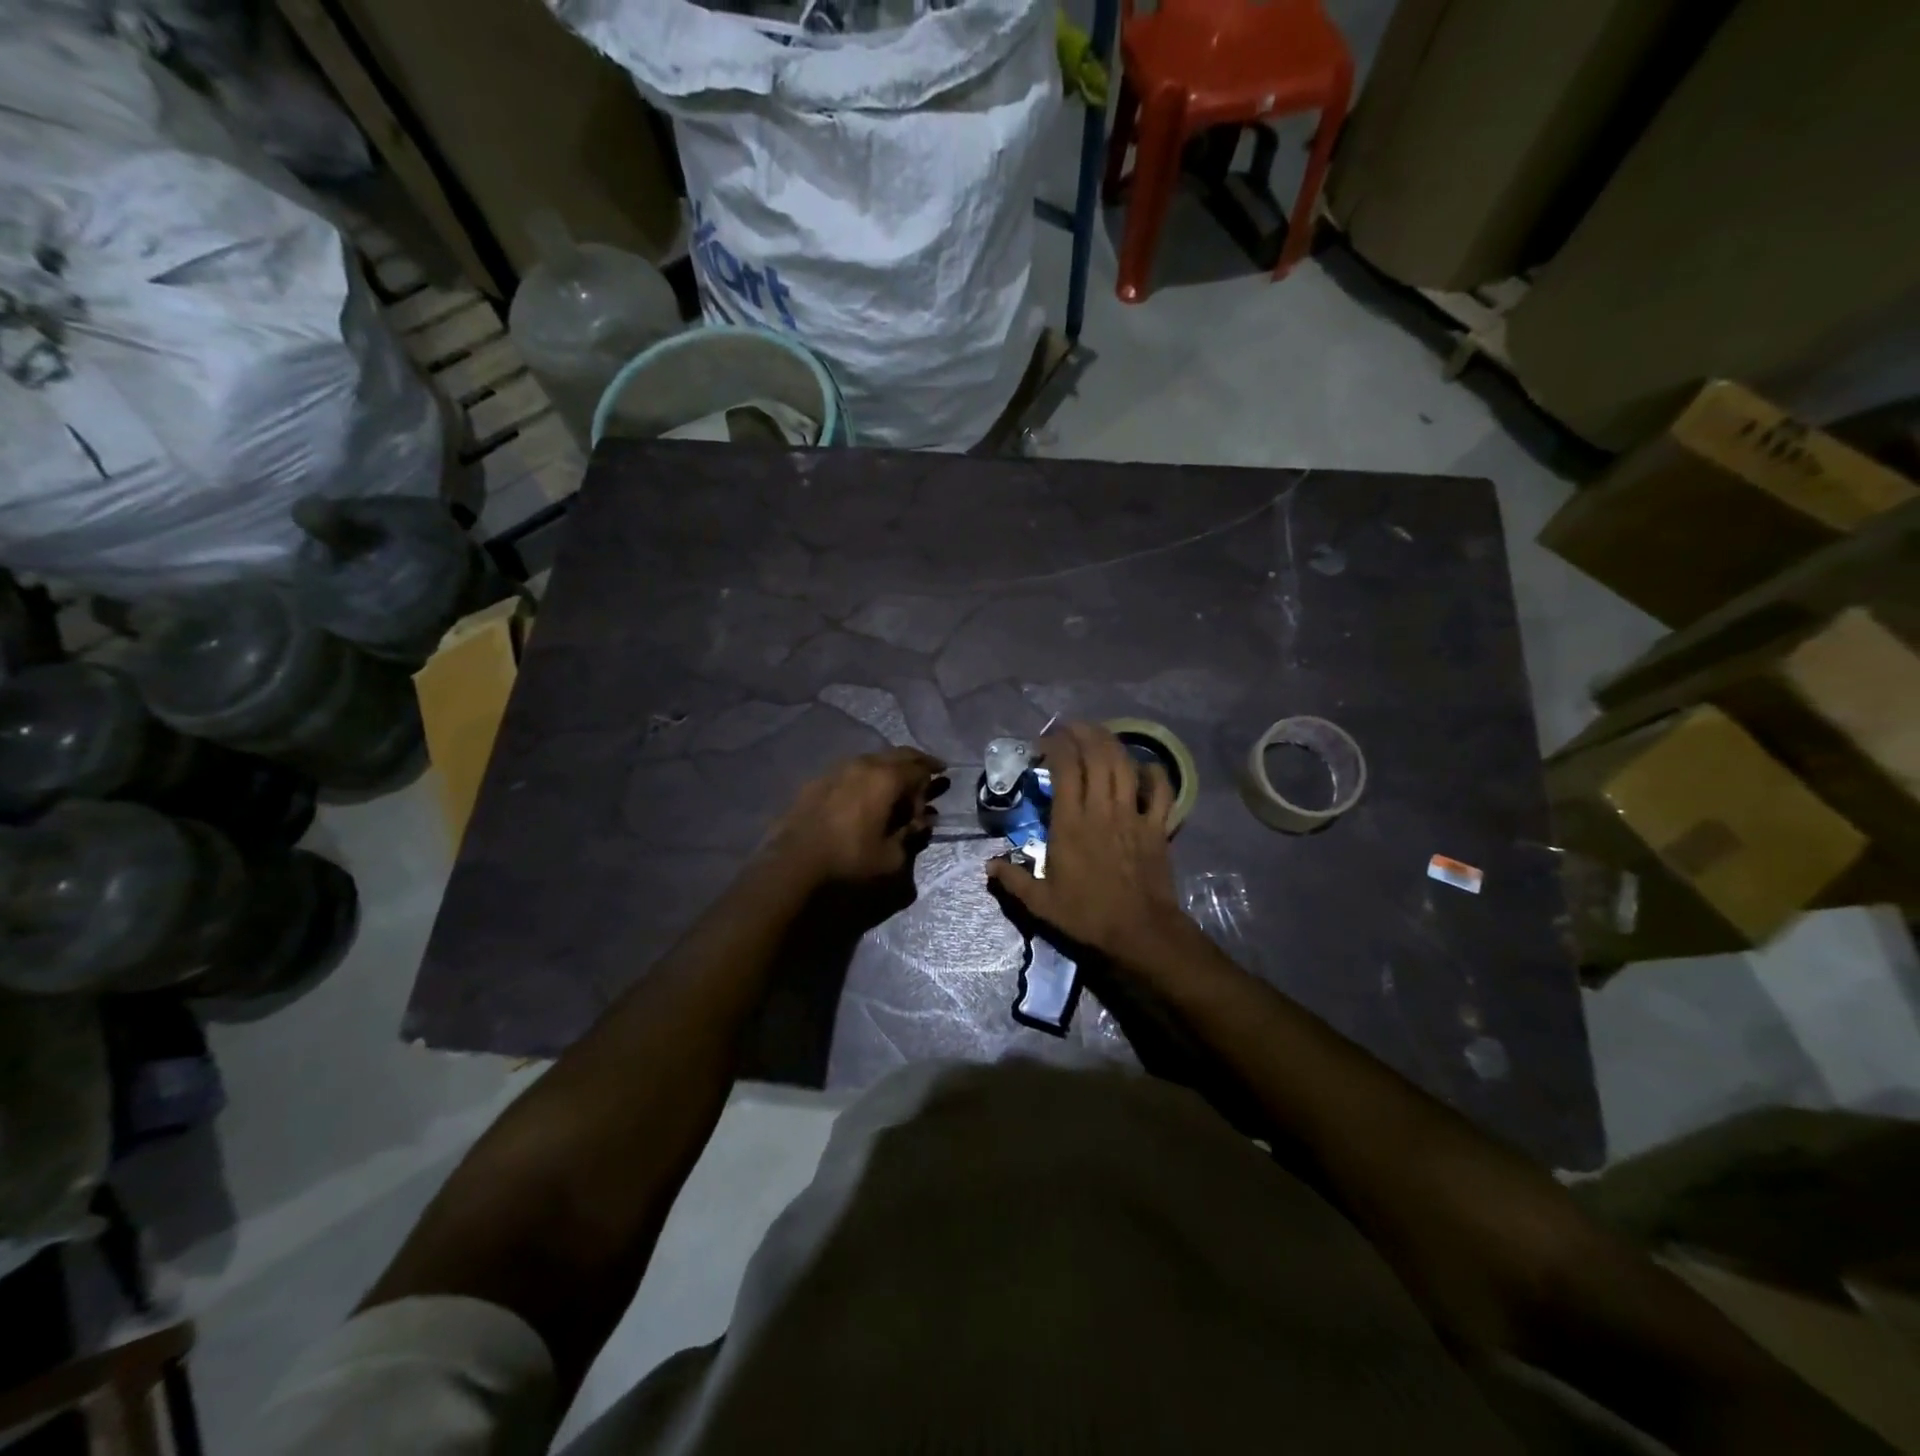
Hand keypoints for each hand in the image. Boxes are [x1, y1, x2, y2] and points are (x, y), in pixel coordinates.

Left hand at [763, 747, 942, 888]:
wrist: (791, 869)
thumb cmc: (849, 864)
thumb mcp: (892, 858)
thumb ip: (910, 835)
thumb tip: (920, 822)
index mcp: (885, 779)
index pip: (919, 768)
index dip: (931, 779)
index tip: (939, 786)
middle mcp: (861, 766)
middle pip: (896, 755)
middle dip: (914, 762)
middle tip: (927, 770)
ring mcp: (834, 771)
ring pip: (870, 760)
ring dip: (887, 769)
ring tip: (894, 784)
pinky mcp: (814, 783)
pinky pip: (848, 772)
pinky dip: (863, 778)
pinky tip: (862, 795)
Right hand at [986, 723, 1186, 960]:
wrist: (1140, 932)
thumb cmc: (1087, 916)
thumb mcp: (1040, 904)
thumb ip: (1013, 880)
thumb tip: (988, 865)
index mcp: (1071, 824)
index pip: (1065, 769)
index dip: (1055, 746)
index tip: (1043, 743)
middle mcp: (1102, 810)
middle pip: (1097, 756)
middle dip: (1083, 733)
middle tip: (1069, 727)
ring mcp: (1133, 815)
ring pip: (1125, 765)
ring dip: (1111, 742)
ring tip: (1098, 733)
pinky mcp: (1157, 827)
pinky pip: (1161, 791)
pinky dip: (1153, 773)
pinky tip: (1143, 766)